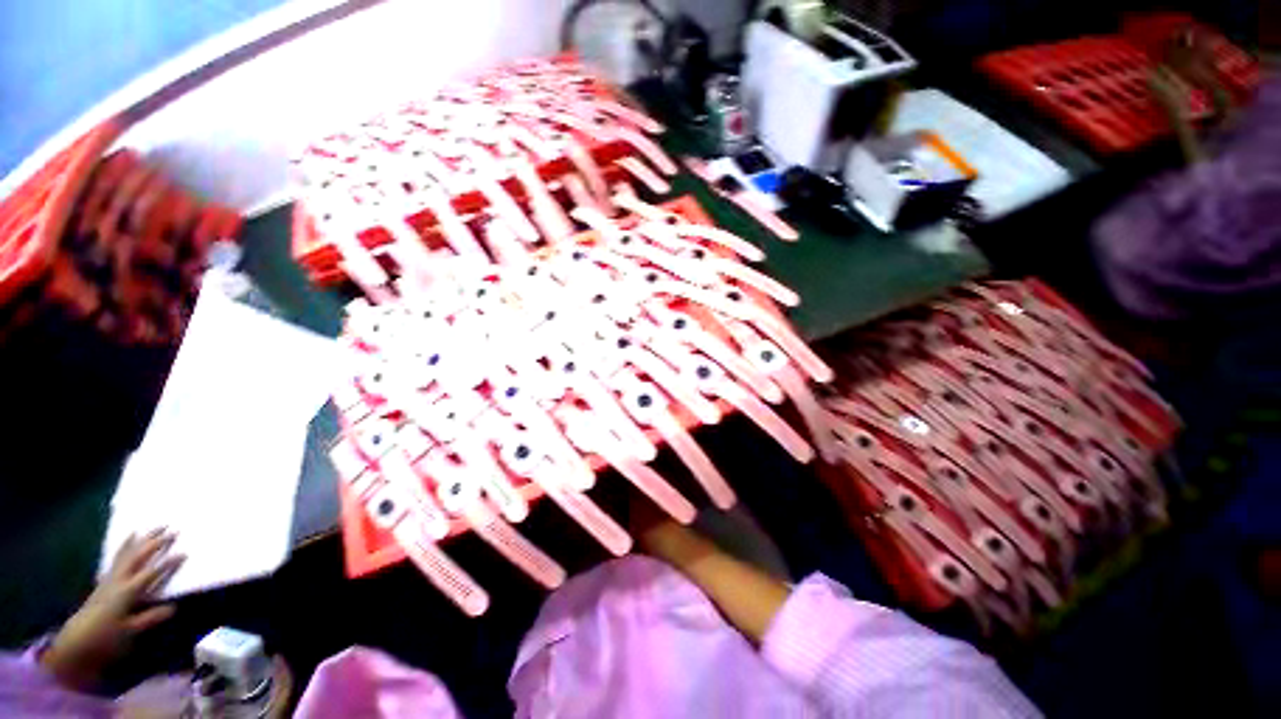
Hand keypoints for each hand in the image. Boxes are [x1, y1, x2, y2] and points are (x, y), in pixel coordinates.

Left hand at [40, 529, 185, 691]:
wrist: (77, 639)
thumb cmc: (106, 636)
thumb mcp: (129, 631)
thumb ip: (150, 618)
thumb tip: (173, 607)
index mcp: (127, 591)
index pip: (151, 573)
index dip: (168, 563)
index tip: (184, 553)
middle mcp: (119, 579)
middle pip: (138, 556)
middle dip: (154, 542)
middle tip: (171, 530)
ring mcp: (110, 578)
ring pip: (126, 553)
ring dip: (140, 540)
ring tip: (150, 527)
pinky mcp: (105, 579)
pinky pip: (117, 558)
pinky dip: (125, 546)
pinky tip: (129, 540)